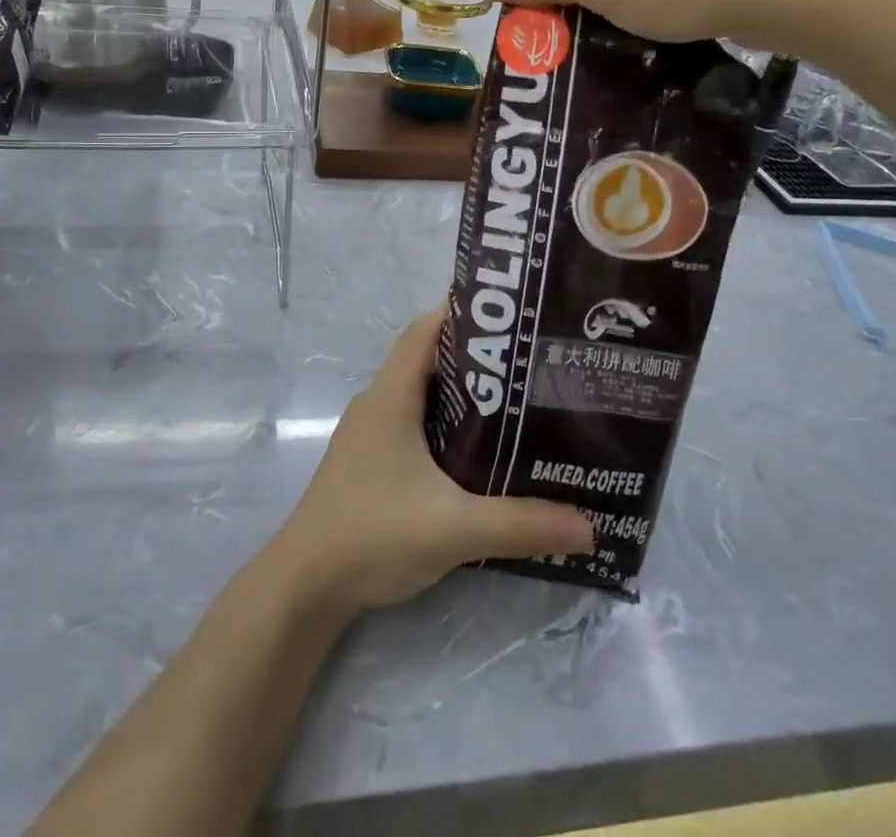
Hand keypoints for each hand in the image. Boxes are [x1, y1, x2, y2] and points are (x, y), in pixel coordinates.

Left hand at [272, 310, 593, 612]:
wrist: (306, 583)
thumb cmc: (372, 534)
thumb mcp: (453, 528)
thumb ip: (520, 524)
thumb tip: (589, 526)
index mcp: (390, 396)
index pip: (425, 331)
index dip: (460, 312)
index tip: (508, 312)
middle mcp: (378, 403)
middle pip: (427, 359)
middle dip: (474, 355)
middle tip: (527, 358)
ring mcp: (370, 432)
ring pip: (420, 393)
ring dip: (460, 391)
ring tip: (514, 399)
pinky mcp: (370, 461)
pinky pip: (412, 422)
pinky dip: (444, 422)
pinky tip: (477, 449)